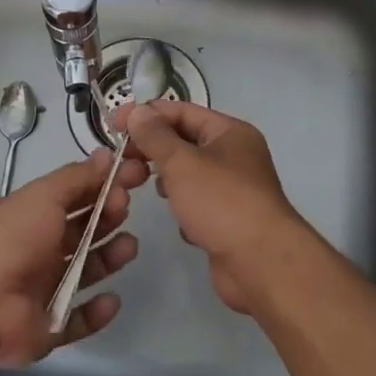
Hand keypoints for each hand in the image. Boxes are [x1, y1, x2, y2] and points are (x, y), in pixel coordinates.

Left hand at [0, 150, 146, 367]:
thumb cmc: (11, 239)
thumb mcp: (43, 196)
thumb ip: (77, 177)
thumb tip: (106, 154)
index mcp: (32, 216)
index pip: (74, 196)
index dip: (103, 186)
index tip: (134, 177)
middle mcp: (37, 249)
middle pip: (81, 232)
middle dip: (107, 218)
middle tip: (124, 209)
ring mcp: (42, 290)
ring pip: (84, 272)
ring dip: (108, 259)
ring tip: (128, 248)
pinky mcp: (47, 327)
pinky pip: (78, 319)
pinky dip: (96, 311)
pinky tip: (112, 299)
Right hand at [111, 100, 310, 313]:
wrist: (262, 264)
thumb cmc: (221, 202)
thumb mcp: (182, 162)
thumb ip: (155, 136)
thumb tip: (136, 112)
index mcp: (230, 132)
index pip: (182, 111)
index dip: (147, 114)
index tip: (113, 124)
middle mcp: (235, 156)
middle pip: (185, 141)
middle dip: (154, 148)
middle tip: (122, 158)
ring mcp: (233, 189)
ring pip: (189, 174)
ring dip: (166, 179)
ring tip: (142, 184)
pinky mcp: (228, 220)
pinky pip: (197, 204)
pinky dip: (184, 208)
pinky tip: (178, 220)